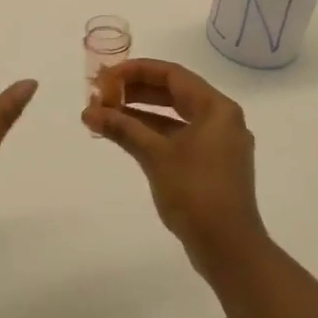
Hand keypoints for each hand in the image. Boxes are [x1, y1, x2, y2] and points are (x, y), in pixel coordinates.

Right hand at [83, 58, 264, 270]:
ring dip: (140, 114)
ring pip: (174, 117)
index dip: (136, 70)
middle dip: (135, 92)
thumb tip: (89, 112)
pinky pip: (178, 137)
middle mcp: (221, 119)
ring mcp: (218, 144)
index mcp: (217, 108)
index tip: (106, 76)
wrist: (228, 247)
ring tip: (104, 114)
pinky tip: (125, 136)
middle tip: (101, 94)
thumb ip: (122, 128)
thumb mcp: (155, 155)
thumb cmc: (195, 192)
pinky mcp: (211, 165)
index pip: (172, 74)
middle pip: (174, 93)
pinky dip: (152, 134)